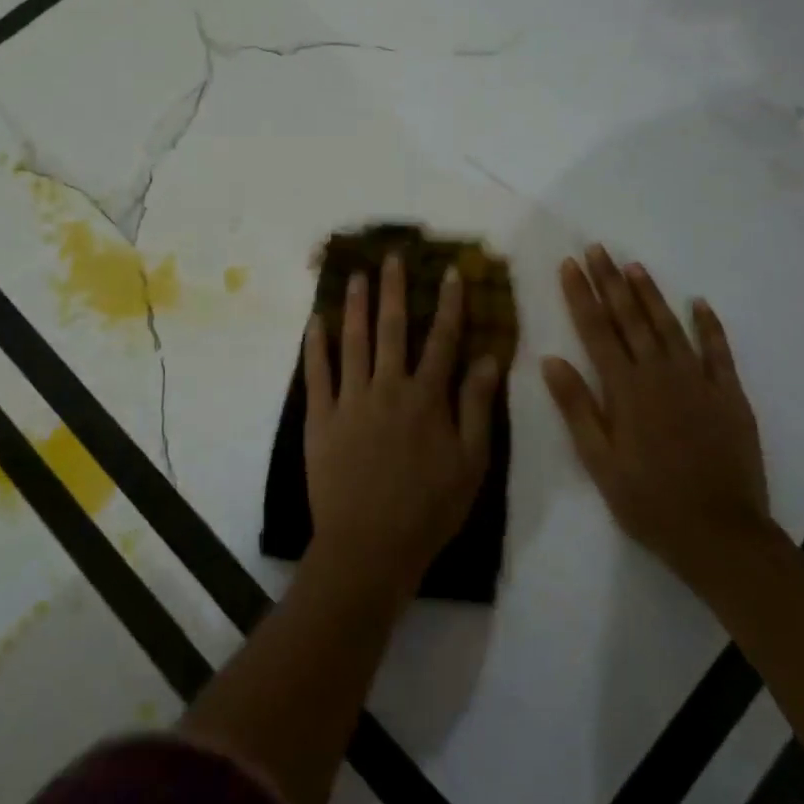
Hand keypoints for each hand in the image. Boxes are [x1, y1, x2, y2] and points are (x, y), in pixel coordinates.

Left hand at [303, 254, 502, 593]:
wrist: (370, 545)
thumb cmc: (428, 509)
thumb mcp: (471, 463)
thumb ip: (476, 407)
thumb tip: (488, 357)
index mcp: (426, 398)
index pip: (442, 340)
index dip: (448, 305)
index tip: (449, 273)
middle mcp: (387, 388)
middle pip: (392, 330)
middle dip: (394, 290)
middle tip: (392, 257)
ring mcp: (350, 401)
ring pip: (352, 342)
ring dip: (356, 306)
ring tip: (356, 276)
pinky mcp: (320, 419)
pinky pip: (317, 375)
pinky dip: (315, 347)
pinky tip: (316, 323)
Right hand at [542, 245, 771, 576]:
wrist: (719, 533)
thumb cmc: (648, 500)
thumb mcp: (599, 461)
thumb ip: (576, 407)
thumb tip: (550, 359)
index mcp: (625, 389)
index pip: (597, 330)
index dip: (581, 295)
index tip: (570, 264)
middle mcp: (660, 374)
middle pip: (631, 318)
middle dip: (611, 281)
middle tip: (598, 249)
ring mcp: (699, 381)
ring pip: (669, 326)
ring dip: (650, 294)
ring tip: (634, 265)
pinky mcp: (729, 395)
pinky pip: (718, 351)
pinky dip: (709, 325)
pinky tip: (699, 303)